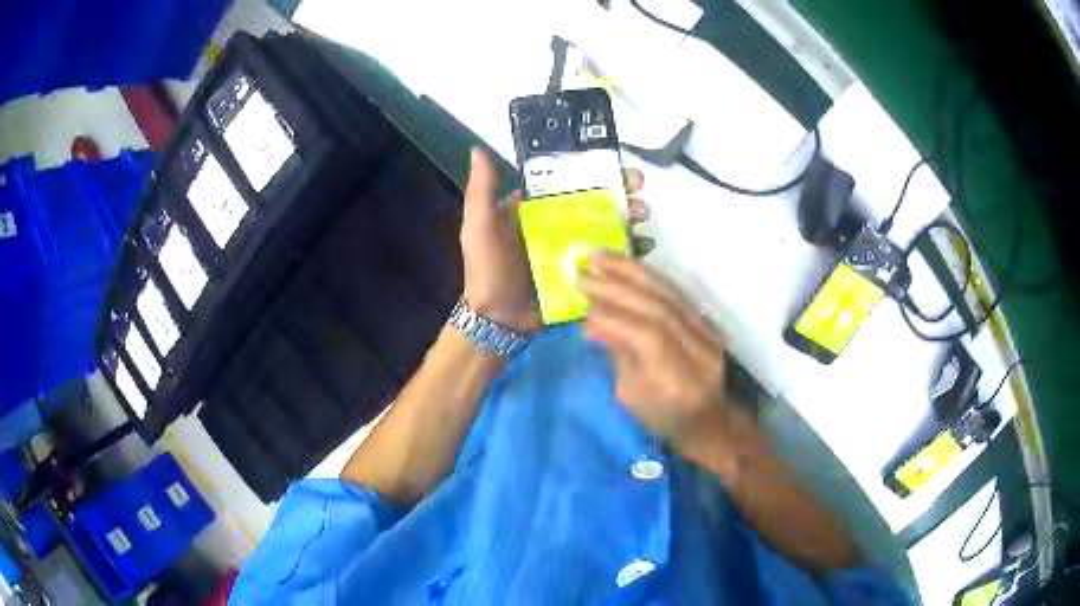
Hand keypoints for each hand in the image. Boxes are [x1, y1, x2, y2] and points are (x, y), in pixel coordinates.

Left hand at [460, 148, 652, 333]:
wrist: (498, 320)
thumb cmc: (487, 270)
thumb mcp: (479, 228)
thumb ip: (481, 192)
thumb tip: (478, 150)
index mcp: (537, 208)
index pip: (571, 183)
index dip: (597, 173)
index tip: (622, 169)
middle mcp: (558, 224)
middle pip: (596, 203)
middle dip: (622, 196)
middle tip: (640, 196)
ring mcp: (574, 249)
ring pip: (607, 228)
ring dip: (629, 221)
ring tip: (643, 221)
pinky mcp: (585, 272)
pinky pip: (610, 258)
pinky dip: (629, 251)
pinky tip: (645, 248)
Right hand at [580, 252, 728, 456]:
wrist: (708, 419)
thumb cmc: (663, 419)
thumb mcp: (631, 398)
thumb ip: (617, 355)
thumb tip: (590, 322)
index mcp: (679, 382)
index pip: (648, 337)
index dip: (614, 316)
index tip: (582, 301)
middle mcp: (699, 353)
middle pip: (659, 309)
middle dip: (618, 286)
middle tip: (584, 269)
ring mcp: (708, 335)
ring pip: (669, 294)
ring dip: (632, 272)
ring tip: (600, 256)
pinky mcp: (708, 323)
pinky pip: (677, 292)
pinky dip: (649, 277)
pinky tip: (628, 266)